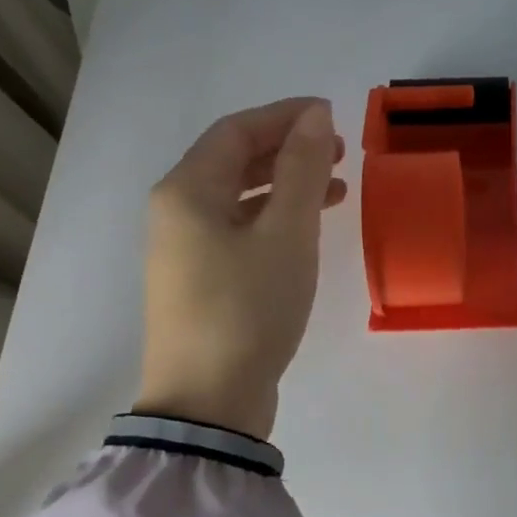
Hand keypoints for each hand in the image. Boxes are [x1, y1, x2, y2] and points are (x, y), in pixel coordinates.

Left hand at [135, 98, 346, 439]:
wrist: (209, 401)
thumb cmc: (248, 308)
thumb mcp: (287, 234)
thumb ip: (302, 170)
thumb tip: (315, 115)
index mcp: (187, 191)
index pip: (237, 130)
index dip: (286, 116)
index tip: (332, 117)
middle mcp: (177, 212)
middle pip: (234, 161)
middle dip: (288, 150)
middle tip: (339, 152)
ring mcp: (186, 250)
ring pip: (240, 198)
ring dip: (287, 186)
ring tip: (337, 189)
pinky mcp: (202, 281)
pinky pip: (240, 230)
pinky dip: (276, 220)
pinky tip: (309, 230)